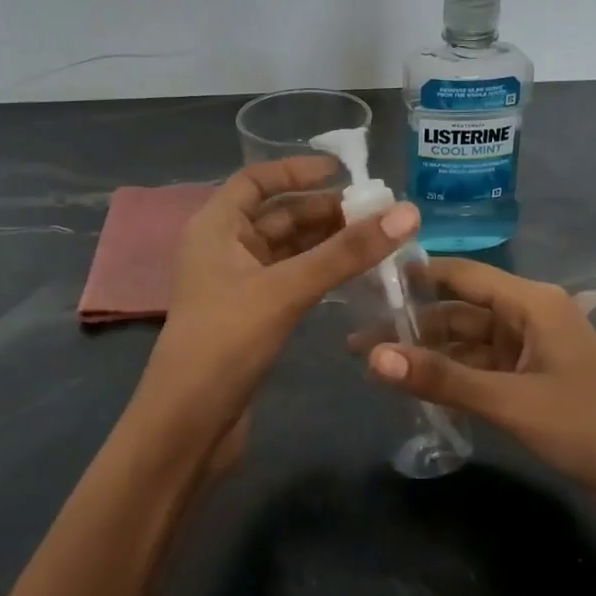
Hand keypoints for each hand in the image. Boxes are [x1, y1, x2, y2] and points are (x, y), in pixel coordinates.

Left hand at [130, 155, 419, 460]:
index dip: (296, 170)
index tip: (343, 171)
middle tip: (378, 213)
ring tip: (376, 240)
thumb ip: (346, 252)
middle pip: (278, 215)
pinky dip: (320, 272)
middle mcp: (223, 248)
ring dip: (326, 242)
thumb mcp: (287, 289)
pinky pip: (291, 279)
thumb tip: (407, 212)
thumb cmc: (225, 342)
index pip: (255, 180)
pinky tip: (353, 275)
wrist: (188, 425)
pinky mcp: (251, 316)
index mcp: (216, 227)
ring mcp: (237, 284)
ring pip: (287, 250)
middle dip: (324, 210)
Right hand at [366, 258, 595, 521]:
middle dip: (412, 326)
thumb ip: (441, 379)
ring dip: (429, 355)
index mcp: (531, 302)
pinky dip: (452, 378)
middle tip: (357, 344)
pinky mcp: (532, 383)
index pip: (461, 274)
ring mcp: (531, 351)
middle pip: (459, 311)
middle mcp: (529, 317)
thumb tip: (373, 359)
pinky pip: (482, 370)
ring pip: (468, 344)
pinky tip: (417, 389)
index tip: (365, 283)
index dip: (414, 276)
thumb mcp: (509, 401)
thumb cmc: (587, 426)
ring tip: (375, 369)